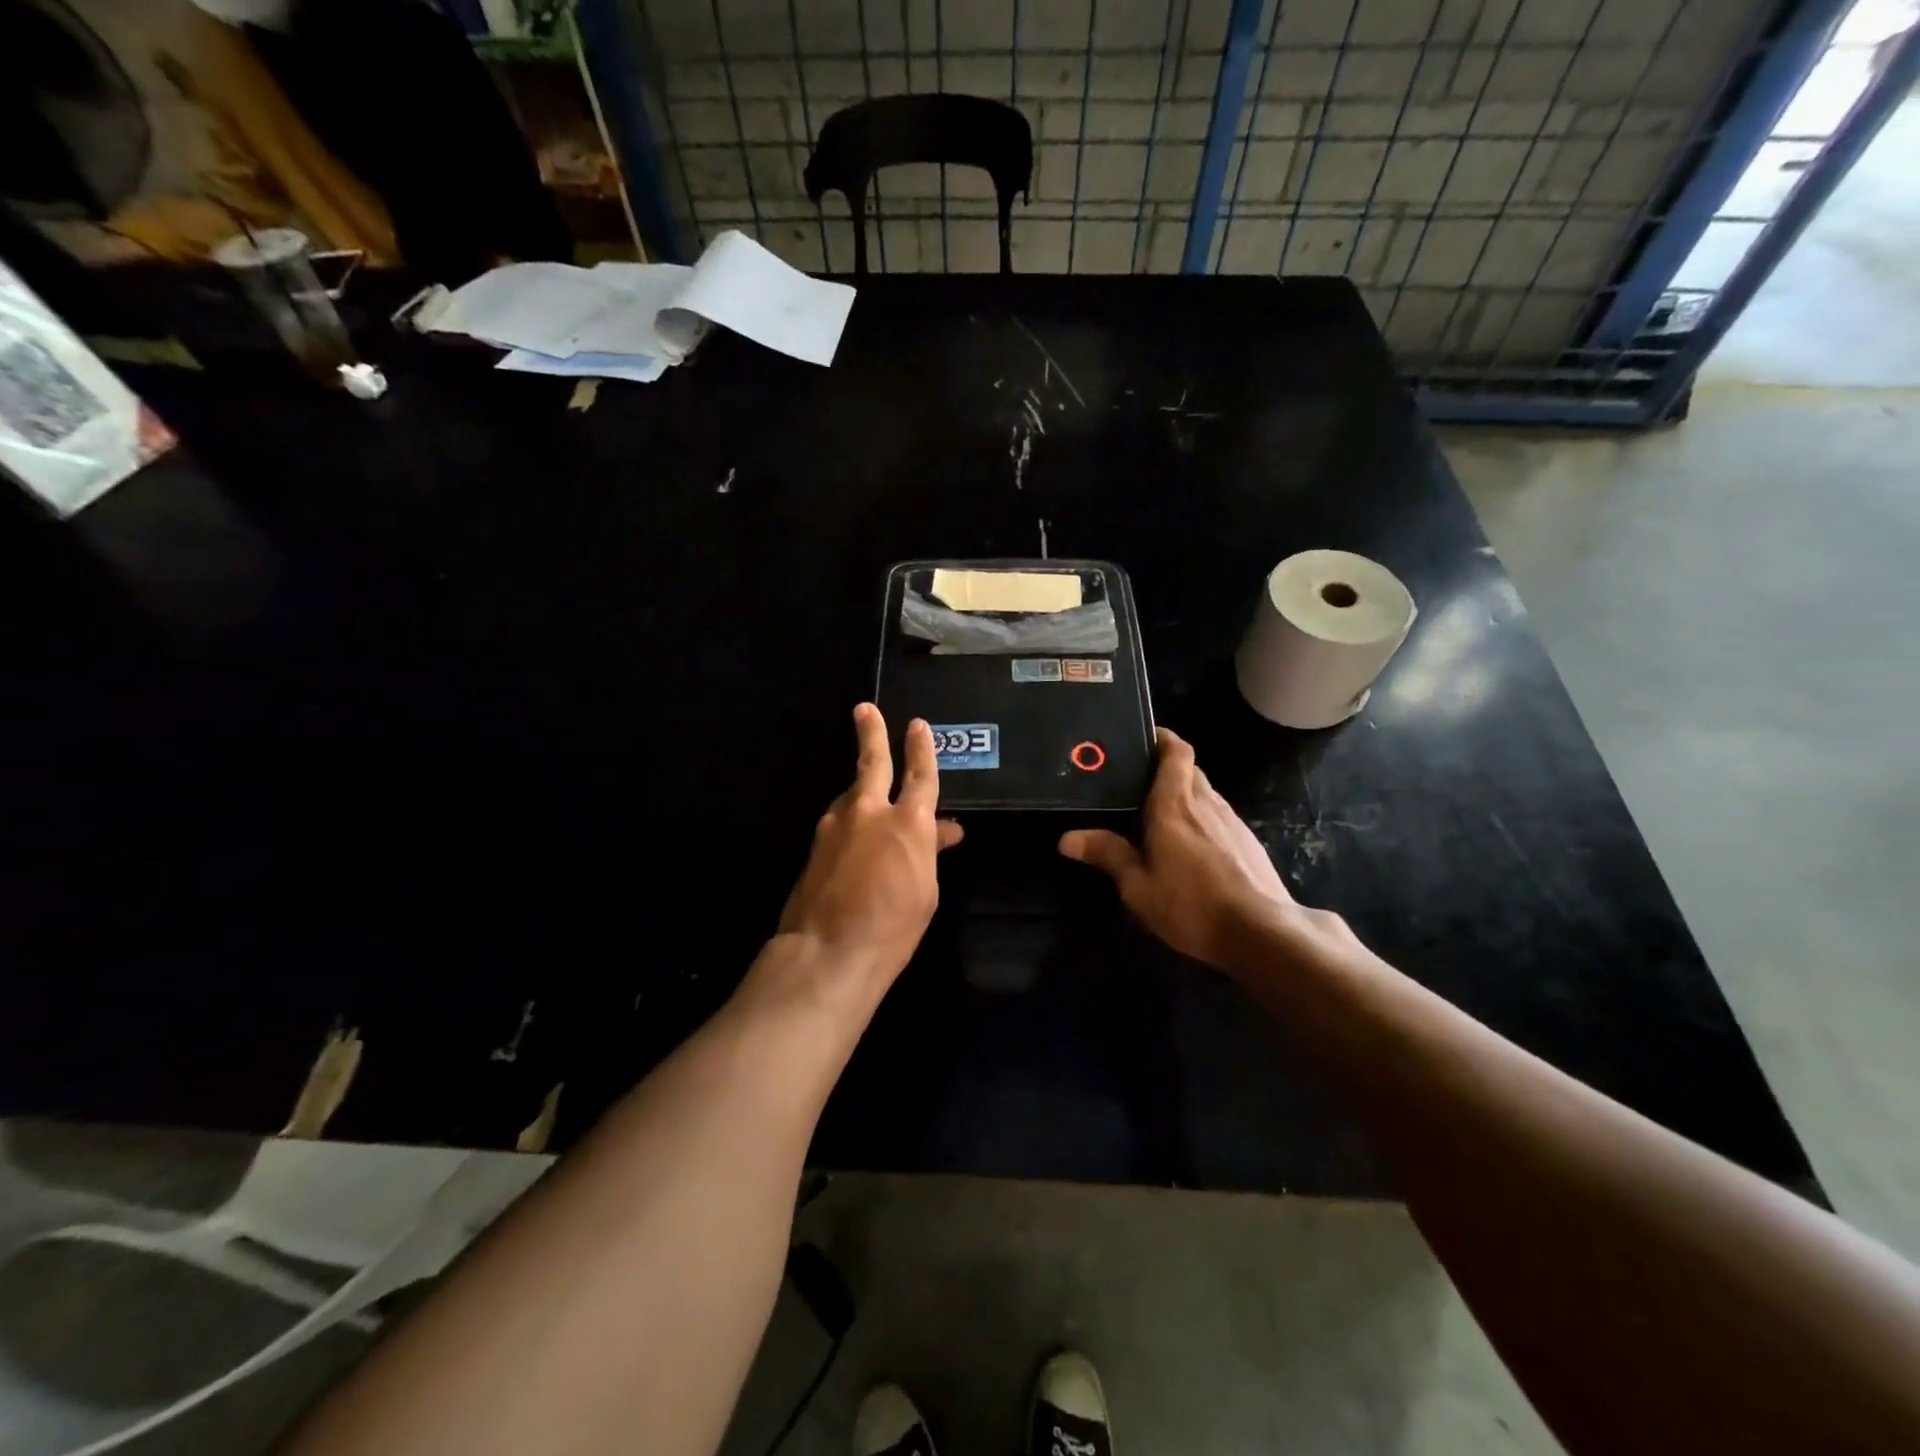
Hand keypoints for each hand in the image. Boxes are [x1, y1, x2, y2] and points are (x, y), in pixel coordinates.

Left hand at [776, 704, 963, 989]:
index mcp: (908, 822)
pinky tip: (855, 836)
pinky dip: (850, 821)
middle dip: (871, 733)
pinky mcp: (815, 845)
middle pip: (871, 762)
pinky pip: (839, 822)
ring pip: (852, 795)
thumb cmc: (893, 926)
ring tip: (868, 790)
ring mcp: (836, 826)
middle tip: (864, 710)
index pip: (921, 775)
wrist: (828, 951)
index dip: (922, 749)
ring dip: (861, 789)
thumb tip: (944, 830)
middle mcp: (869, 812)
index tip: (918, 725)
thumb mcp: (925, 890)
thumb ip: (930, 851)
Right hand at [1059, 728, 1301, 971]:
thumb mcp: (1139, 887)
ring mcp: (1232, 820)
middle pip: (1189, 768)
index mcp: (1174, 805)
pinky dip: (1201, 815)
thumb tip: (1067, 839)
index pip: (1176, 751)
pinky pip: (1219, 814)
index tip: (1143, 738)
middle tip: (1138, 779)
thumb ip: (1108, 855)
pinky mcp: (1248, 841)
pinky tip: (1192, 843)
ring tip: (1160, 811)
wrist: (1262, 932)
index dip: (1162, 738)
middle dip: (1167, 765)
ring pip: (1205, 791)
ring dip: (1185, 791)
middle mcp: (1205, 802)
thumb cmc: (1191, 906)